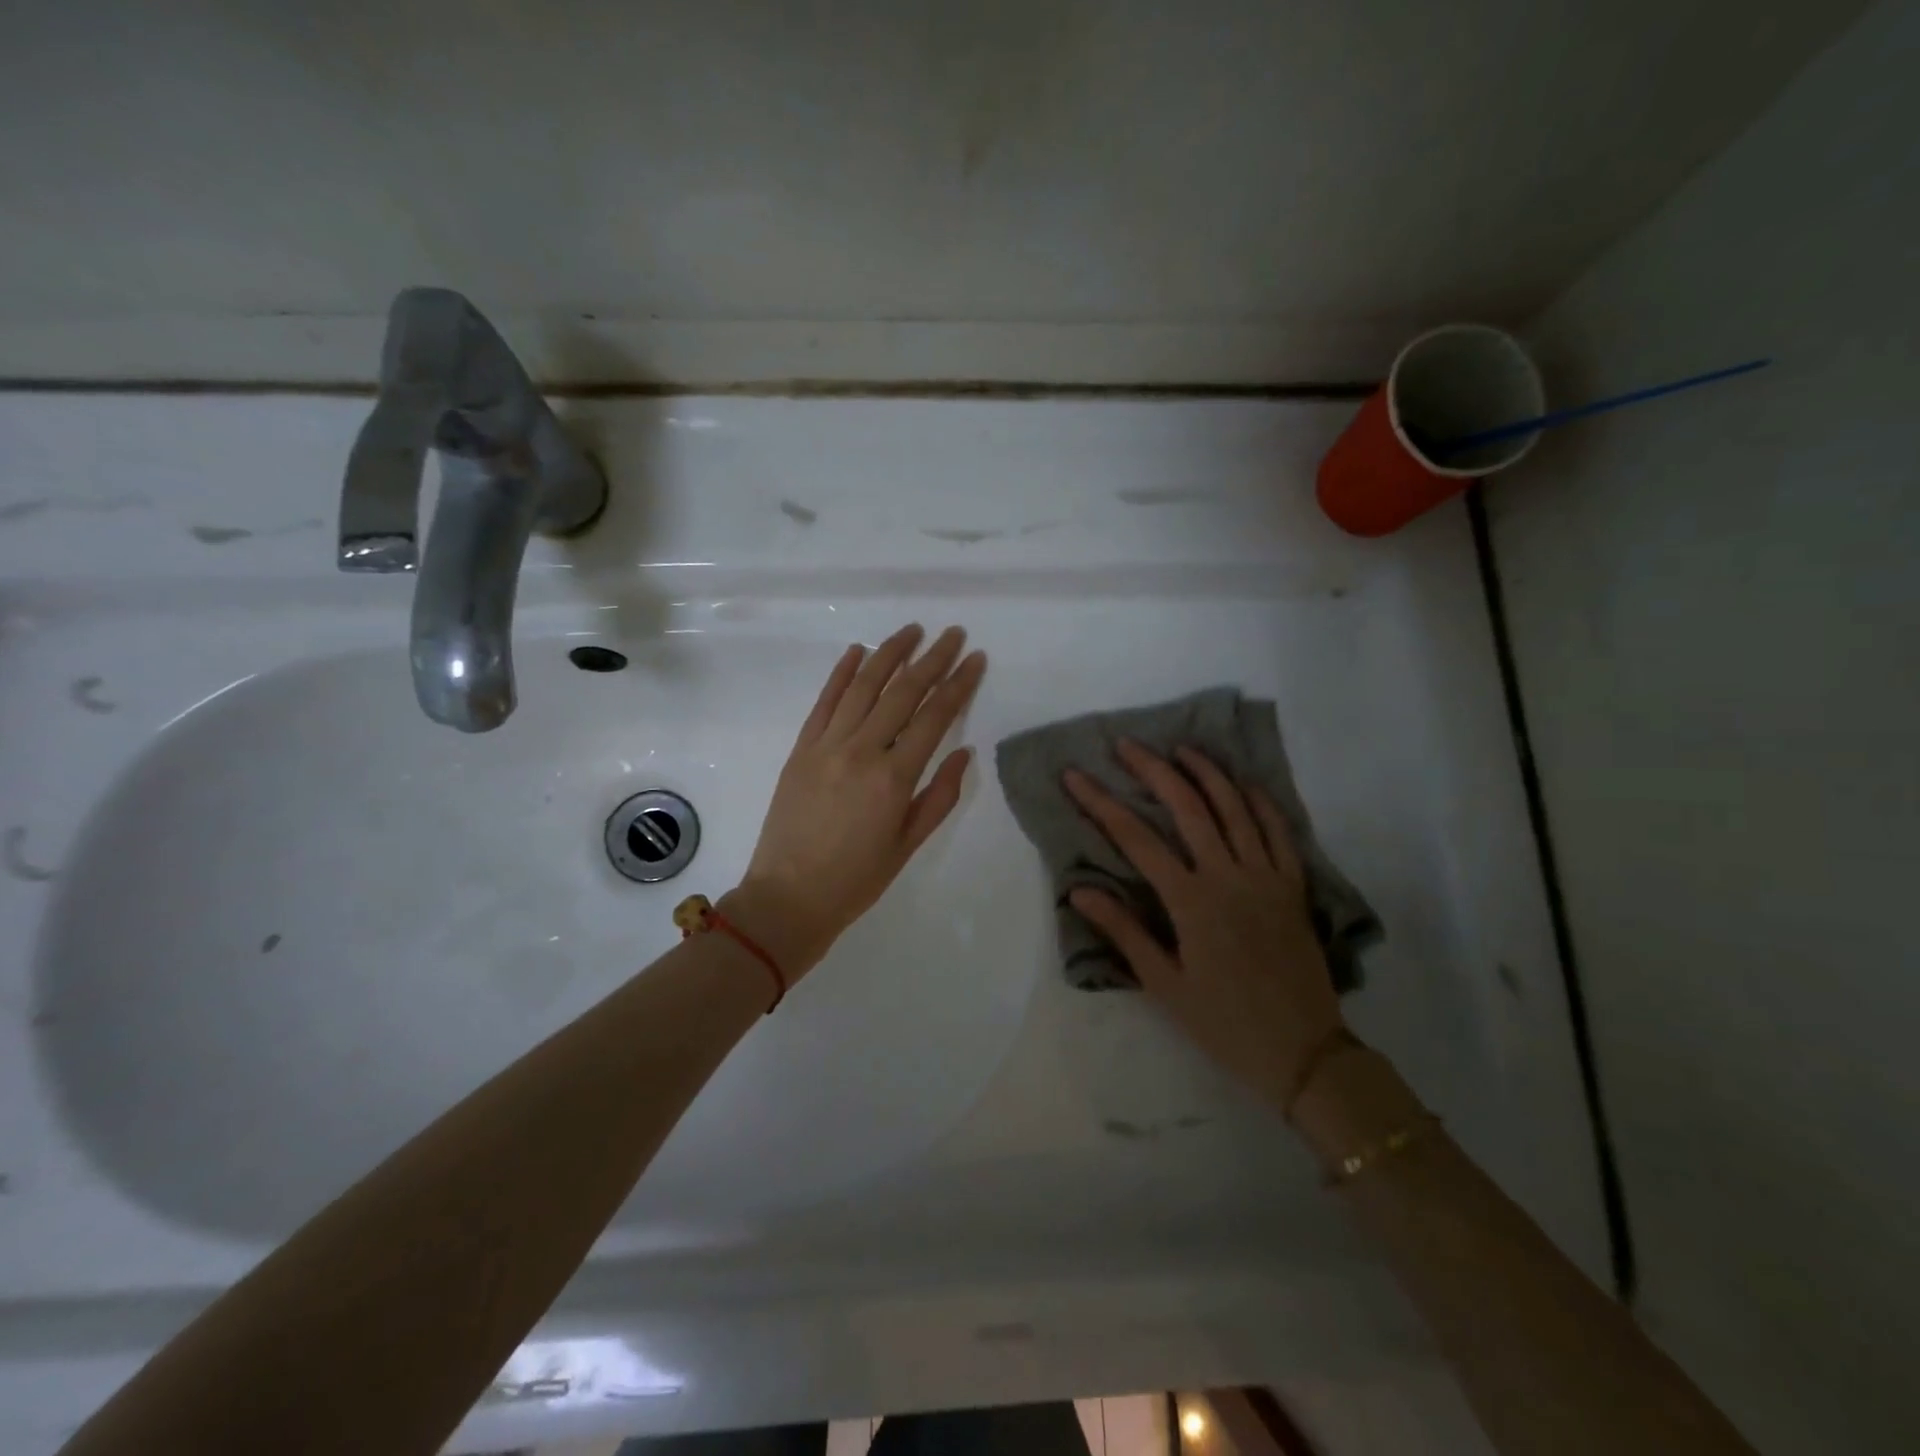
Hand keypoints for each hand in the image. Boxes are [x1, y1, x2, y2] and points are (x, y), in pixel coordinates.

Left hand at [727, 624, 986, 980]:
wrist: (788, 897)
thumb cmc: (856, 879)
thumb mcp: (908, 843)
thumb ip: (939, 795)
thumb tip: (963, 751)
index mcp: (893, 777)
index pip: (934, 716)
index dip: (958, 684)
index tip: (975, 659)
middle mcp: (861, 750)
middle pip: (902, 692)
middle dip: (932, 658)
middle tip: (952, 634)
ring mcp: (826, 744)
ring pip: (863, 686)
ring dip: (889, 653)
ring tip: (912, 631)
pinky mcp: (801, 748)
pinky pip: (824, 701)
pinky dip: (841, 673)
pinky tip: (858, 651)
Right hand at [1063, 740, 1343, 1108]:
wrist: (1304, 1053)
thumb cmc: (1224, 1023)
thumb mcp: (1164, 985)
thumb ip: (1123, 932)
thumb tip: (1079, 889)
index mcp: (1191, 902)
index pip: (1136, 840)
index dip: (1100, 804)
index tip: (1074, 775)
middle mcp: (1228, 876)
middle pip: (1188, 808)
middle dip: (1153, 770)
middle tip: (1127, 744)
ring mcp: (1266, 877)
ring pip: (1235, 808)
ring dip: (1207, 772)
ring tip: (1181, 748)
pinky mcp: (1293, 886)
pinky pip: (1279, 832)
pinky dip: (1261, 802)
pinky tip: (1243, 783)